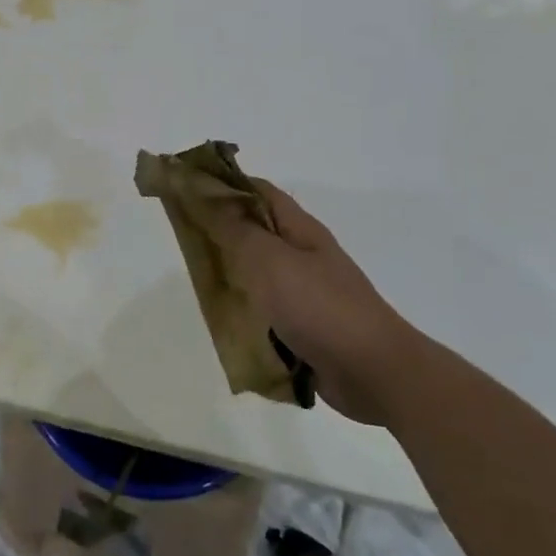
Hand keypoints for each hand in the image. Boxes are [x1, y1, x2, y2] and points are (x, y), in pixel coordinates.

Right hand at [207, 180, 416, 423]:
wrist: (374, 373)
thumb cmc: (320, 307)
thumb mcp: (270, 260)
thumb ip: (236, 229)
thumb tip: (207, 195)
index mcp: (299, 229)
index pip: (257, 191)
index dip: (223, 183)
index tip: (186, 185)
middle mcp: (302, 255)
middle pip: (254, 230)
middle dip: (218, 229)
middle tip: (181, 233)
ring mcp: (305, 292)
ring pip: (256, 272)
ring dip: (229, 273)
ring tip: (194, 276)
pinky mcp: (303, 326)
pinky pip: (264, 309)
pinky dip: (243, 310)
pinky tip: (221, 317)